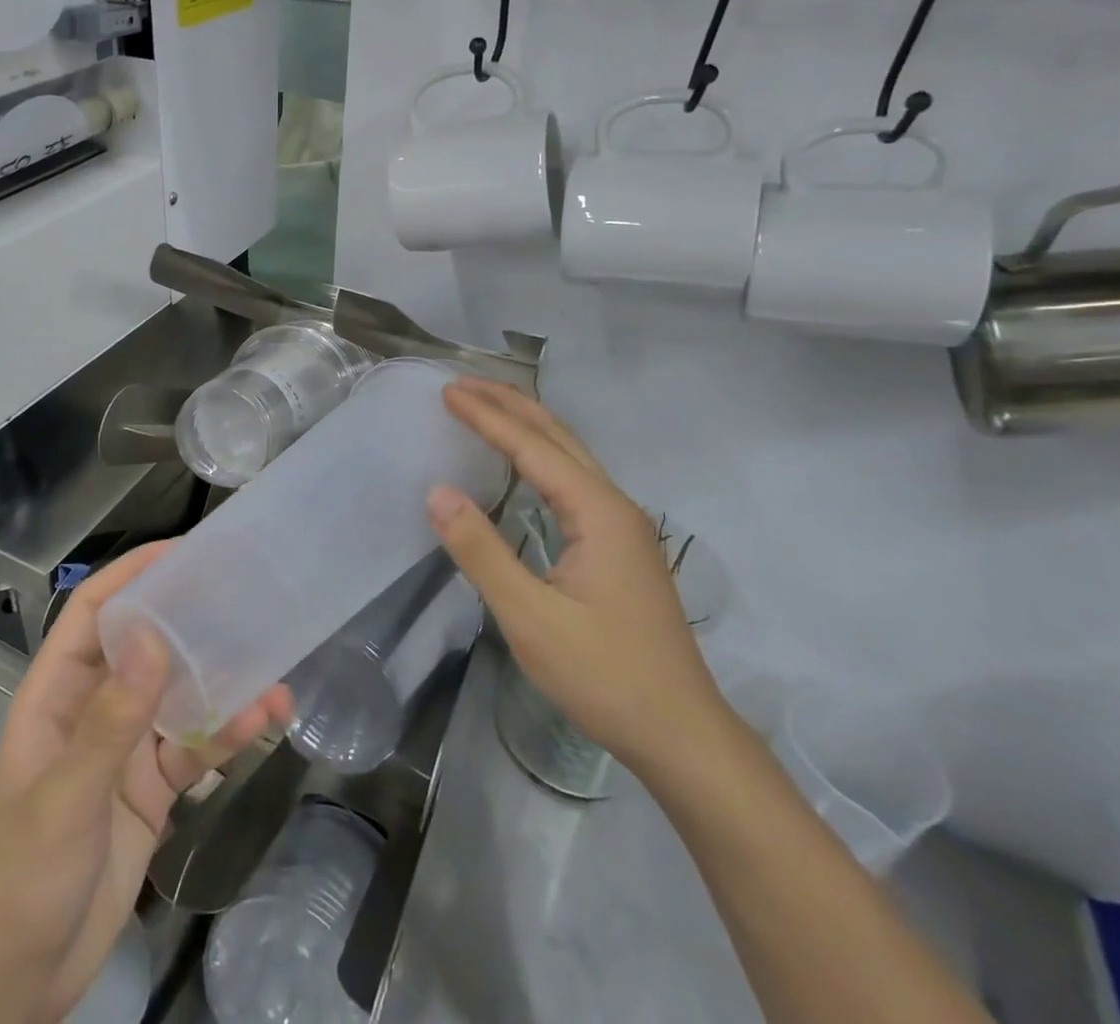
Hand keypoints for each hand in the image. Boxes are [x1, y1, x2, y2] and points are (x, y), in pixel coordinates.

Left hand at [0, 543, 290, 1023]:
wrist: (21, 984)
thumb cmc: (24, 878)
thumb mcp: (66, 798)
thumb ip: (111, 721)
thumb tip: (156, 638)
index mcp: (56, 694)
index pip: (93, 614)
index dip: (132, 575)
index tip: (181, 551)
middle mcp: (93, 709)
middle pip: (144, 645)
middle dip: (188, 618)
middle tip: (241, 593)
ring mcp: (124, 748)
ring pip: (178, 695)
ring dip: (221, 679)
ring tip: (271, 659)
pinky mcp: (152, 787)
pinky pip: (194, 747)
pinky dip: (228, 732)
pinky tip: (265, 719)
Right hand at [426, 377, 725, 775]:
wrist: (682, 735)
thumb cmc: (604, 676)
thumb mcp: (531, 618)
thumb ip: (482, 552)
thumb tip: (437, 492)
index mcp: (598, 512)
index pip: (532, 447)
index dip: (486, 416)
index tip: (447, 391)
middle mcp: (615, 505)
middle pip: (558, 437)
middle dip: (509, 404)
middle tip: (463, 385)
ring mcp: (624, 526)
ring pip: (571, 456)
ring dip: (527, 426)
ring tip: (487, 408)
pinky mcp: (621, 546)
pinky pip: (575, 480)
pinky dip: (541, 456)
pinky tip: (525, 467)